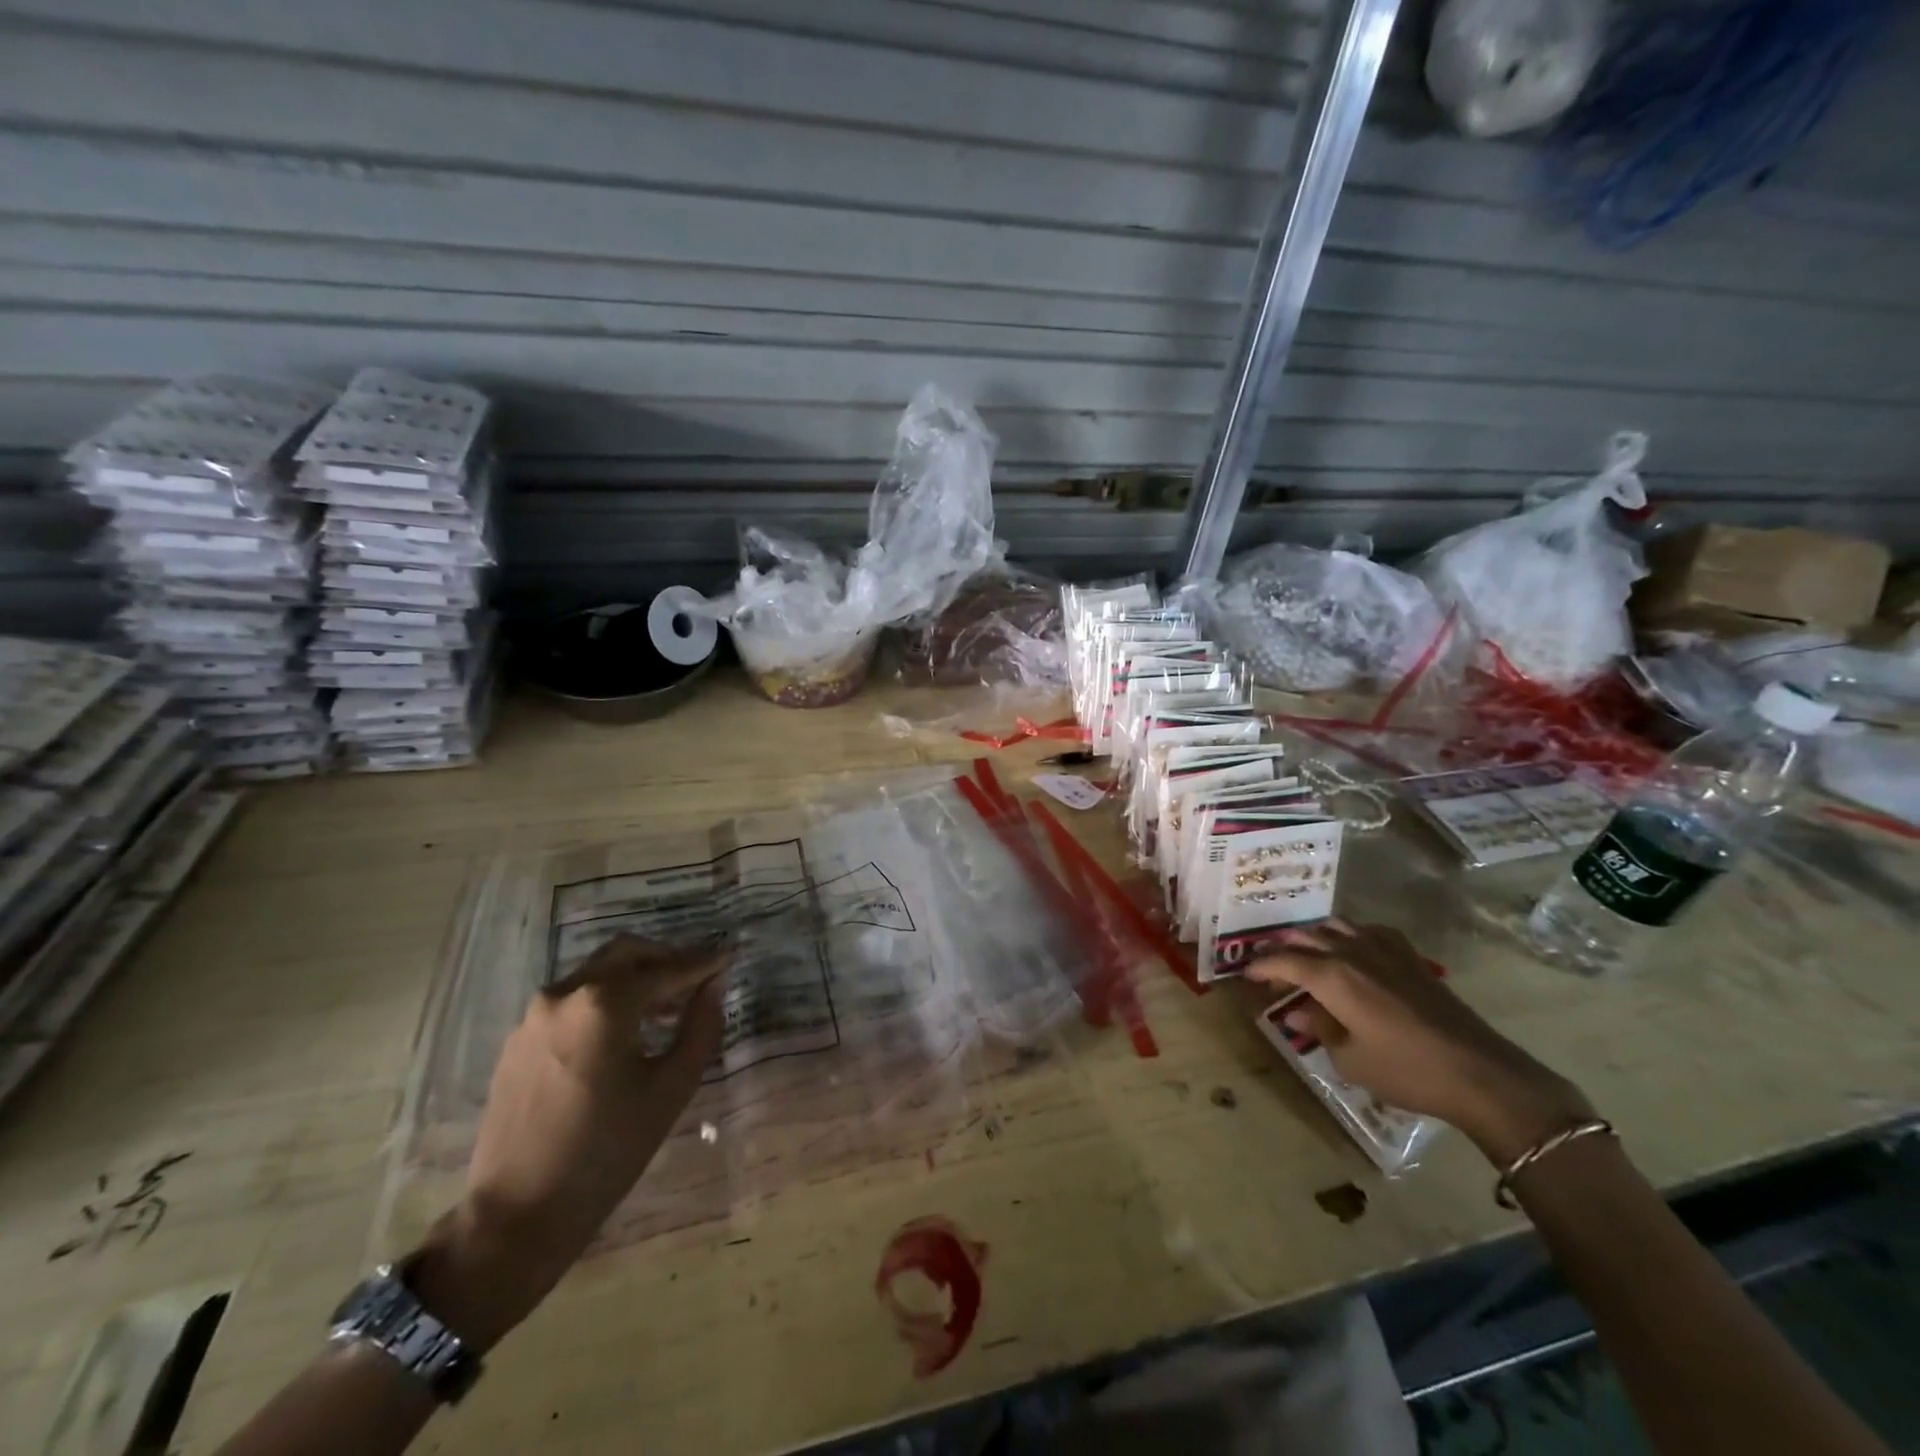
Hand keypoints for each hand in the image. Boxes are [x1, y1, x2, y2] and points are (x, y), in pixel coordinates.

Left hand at [409, 935, 725, 1348]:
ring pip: (596, 974)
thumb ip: (700, 1026)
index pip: (666, 968)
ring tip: (665, 1011)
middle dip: (665, 960)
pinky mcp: (518, 1040)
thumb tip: (715, 985)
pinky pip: (572, 1001)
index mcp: (605, 1002)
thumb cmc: (608, 1151)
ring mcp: (535, 1016)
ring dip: (634, 980)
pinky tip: (622, 1034)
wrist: (517, 1214)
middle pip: (626, 954)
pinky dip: (605, 1001)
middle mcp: (566, 994)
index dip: (702, 962)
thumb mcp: (671, 1088)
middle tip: (696, 981)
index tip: (729, 957)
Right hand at [1248, 920, 1592, 1165]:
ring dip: (1312, 937)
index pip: (1282, 961)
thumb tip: (1298, 1012)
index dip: (1260, 966)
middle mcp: (1351, 951)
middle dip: (1281, 950)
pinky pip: (1366, 930)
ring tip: (1306, 956)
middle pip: (1304, 938)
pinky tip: (1351, 953)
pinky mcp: (1408, 955)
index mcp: (1331, 976)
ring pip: (1334, 925)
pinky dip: (1348, 935)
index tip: (1246, 974)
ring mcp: (1382, 948)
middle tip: (1271, 969)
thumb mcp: (1349, 1059)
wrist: (1479, 1071)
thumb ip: (1318, 1029)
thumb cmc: (1406, 1070)